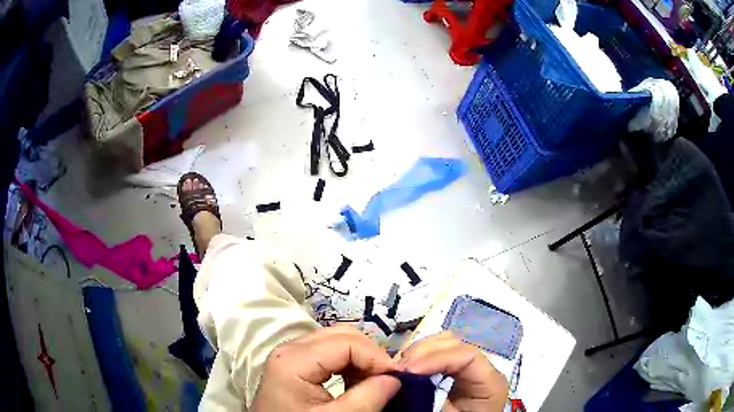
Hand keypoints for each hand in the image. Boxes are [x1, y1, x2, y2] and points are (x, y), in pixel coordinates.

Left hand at [251, 325, 400, 410]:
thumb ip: (367, 398)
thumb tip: (396, 378)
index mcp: (294, 359)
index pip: (347, 343)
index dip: (377, 358)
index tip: (398, 379)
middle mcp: (290, 348)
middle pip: (342, 335)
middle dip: (370, 355)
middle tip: (388, 380)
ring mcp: (291, 354)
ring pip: (338, 341)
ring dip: (361, 359)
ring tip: (373, 383)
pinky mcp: (294, 363)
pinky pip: (329, 352)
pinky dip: (349, 364)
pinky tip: (355, 383)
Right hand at [398, 332, 508, 411]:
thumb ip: (433, 398)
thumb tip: (406, 382)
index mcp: (489, 381)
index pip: (466, 355)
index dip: (435, 358)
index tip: (408, 370)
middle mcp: (482, 368)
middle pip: (454, 344)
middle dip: (423, 351)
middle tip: (398, 368)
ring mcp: (468, 369)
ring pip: (444, 344)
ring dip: (419, 352)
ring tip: (401, 368)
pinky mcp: (454, 373)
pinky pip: (437, 356)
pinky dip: (419, 358)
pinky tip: (407, 368)